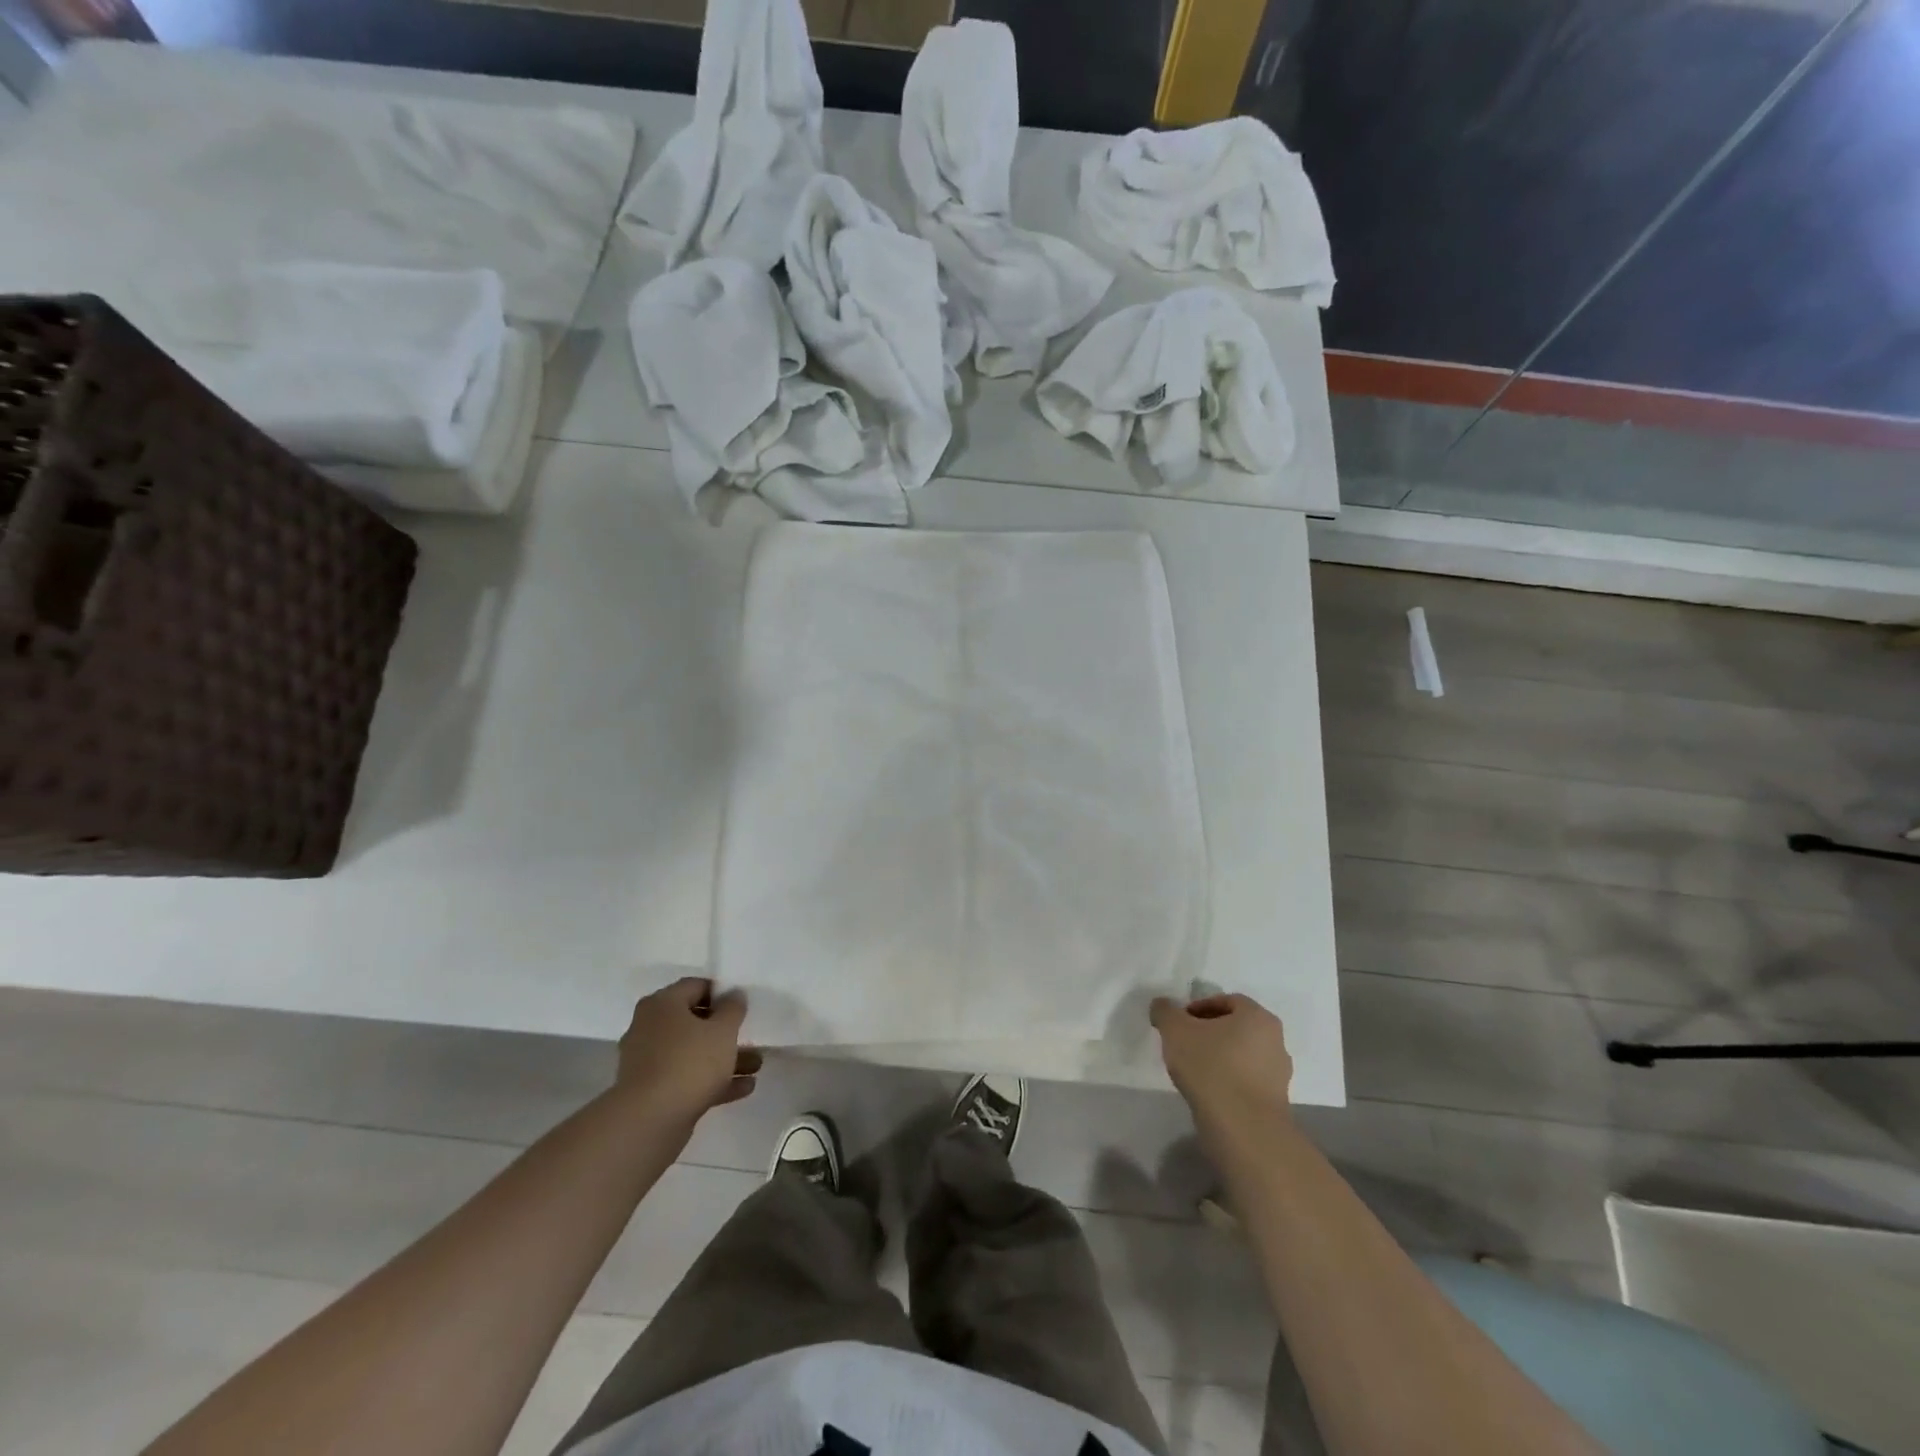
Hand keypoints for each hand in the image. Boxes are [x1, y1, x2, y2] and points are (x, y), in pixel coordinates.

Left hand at [616, 978, 761, 1122]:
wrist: (649, 1122)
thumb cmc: (689, 1063)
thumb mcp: (723, 1030)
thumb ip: (733, 1008)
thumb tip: (733, 994)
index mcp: (662, 1004)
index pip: (695, 986)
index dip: (722, 992)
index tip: (743, 1004)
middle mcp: (649, 1028)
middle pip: (694, 1021)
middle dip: (726, 1031)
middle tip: (751, 1035)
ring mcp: (648, 1062)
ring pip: (693, 1052)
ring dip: (724, 1058)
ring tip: (756, 1066)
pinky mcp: (652, 1092)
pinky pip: (687, 1078)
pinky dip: (713, 1081)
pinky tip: (744, 1088)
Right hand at [1151, 992, 1293, 1127]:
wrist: (1242, 1129)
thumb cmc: (1210, 1067)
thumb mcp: (1175, 1030)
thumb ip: (1165, 1011)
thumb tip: (1161, 1006)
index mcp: (1258, 1017)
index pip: (1227, 1001)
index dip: (1199, 1007)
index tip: (1179, 1023)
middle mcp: (1275, 1041)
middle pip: (1236, 1028)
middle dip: (1209, 1032)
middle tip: (1184, 1043)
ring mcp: (1279, 1075)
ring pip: (1242, 1055)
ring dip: (1219, 1057)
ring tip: (1193, 1071)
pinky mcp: (1275, 1103)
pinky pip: (1246, 1081)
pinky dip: (1228, 1081)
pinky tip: (1208, 1092)